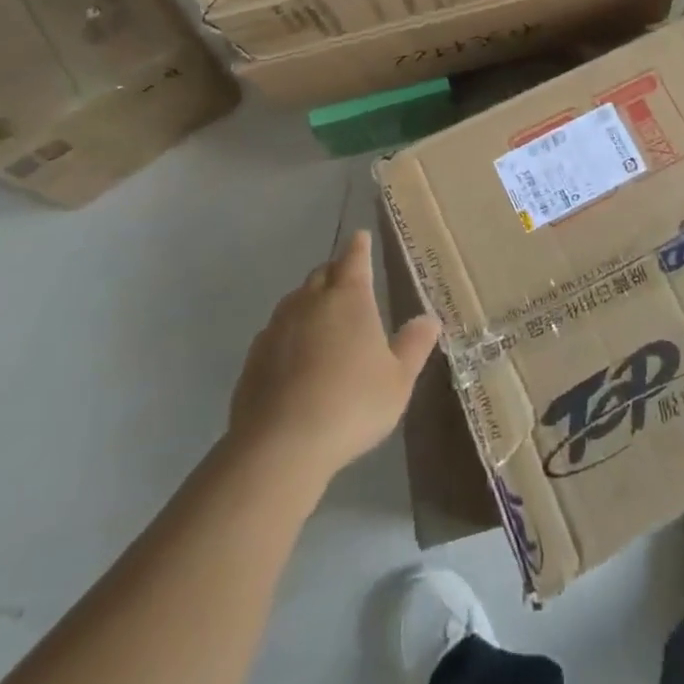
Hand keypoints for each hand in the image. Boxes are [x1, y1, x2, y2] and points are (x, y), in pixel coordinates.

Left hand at [227, 232, 439, 479]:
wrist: (279, 446)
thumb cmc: (351, 405)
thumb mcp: (398, 380)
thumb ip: (414, 346)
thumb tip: (430, 319)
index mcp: (349, 298)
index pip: (354, 258)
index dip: (359, 246)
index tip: (360, 236)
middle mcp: (311, 302)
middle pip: (322, 274)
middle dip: (335, 272)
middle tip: (347, 280)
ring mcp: (277, 328)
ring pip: (295, 300)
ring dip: (309, 301)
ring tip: (322, 317)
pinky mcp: (253, 358)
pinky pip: (275, 332)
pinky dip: (289, 333)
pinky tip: (295, 356)